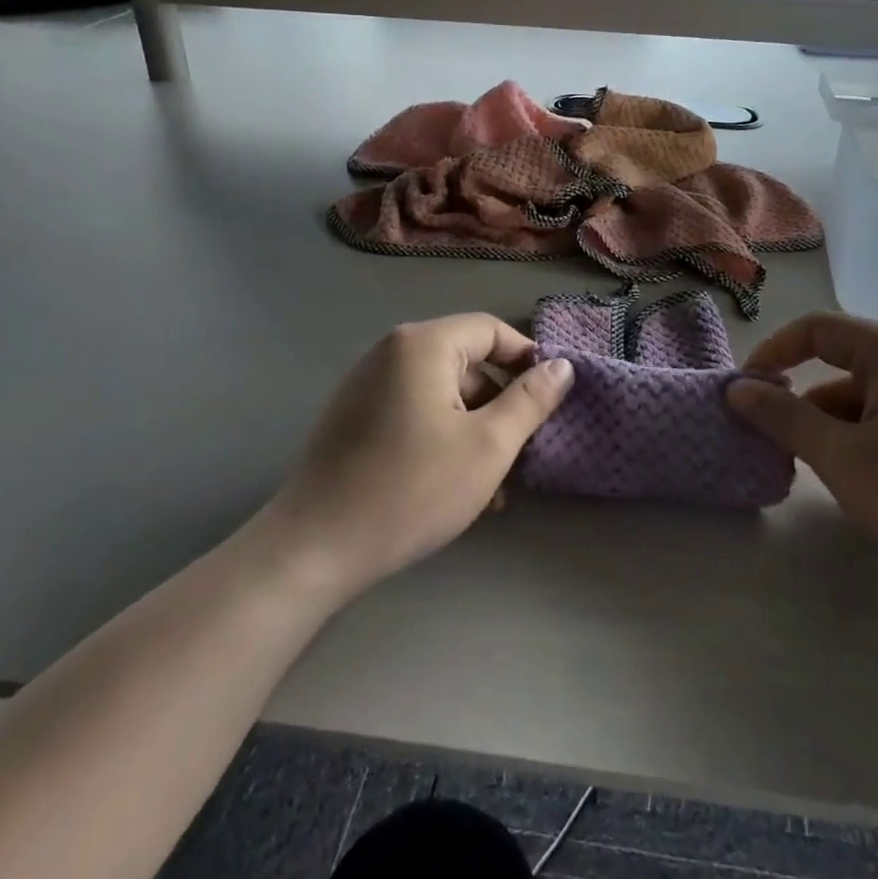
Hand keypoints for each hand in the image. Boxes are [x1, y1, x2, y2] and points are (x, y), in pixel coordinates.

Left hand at [254, 314, 574, 598]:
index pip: (491, 330)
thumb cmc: (412, 489)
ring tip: (495, 485)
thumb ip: (531, 400)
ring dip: (475, 429)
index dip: (527, 360)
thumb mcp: (488, 445)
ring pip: (442, 393)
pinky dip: (442, 437)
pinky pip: (414, 412)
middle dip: (500, 405)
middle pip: (466, 363)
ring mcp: (367, 384)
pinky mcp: (354, 416)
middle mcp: (391, 351)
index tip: (550, 401)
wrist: (315, 548)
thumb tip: (562, 365)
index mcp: (423, 344)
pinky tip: (456, 486)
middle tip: (523, 453)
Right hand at [726, 314, 877, 616]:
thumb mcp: (841, 457)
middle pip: (839, 366)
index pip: (815, 329)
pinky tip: (859, 484)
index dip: (772, 353)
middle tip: (773, 442)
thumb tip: (736, 389)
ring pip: (863, 400)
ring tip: (815, 473)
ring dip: (830, 428)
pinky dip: (861, 443)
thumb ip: (783, 417)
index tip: (744, 392)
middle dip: (800, 401)